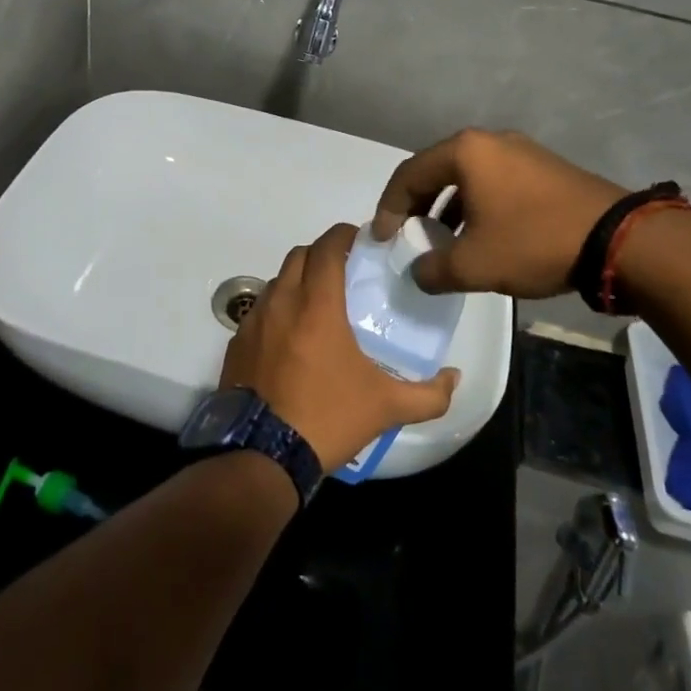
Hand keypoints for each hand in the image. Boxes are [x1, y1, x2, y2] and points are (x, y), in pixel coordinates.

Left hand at [219, 223, 460, 470]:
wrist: (262, 456)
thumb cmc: (327, 418)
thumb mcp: (386, 408)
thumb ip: (429, 393)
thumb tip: (454, 377)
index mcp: (317, 305)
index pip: (327, 247)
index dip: (343, 235)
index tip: (360, 240)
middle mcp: (281, 302)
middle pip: (299, 255)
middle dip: (321, 254)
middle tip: (344, 271)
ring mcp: (254, 322)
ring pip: (276, 281)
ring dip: (298, 280)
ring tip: (318, 304)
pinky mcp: (236, 343)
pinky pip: (259, 310)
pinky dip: (277, 309)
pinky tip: (290, 337)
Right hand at [371, 129, 627, 298]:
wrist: (617, 239)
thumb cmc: (533, 242)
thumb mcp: (473, 265)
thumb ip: (433, 269)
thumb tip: (419, 271)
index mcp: (466, 152)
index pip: (409, 174)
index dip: (388, 208)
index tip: (382, 239)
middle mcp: (490, 141)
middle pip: (436, 170)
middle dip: (416, 205)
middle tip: (407, 235)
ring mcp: (521, 151)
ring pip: (467, 176)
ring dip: (447, 207)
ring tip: (442, 240)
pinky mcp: (544, 167)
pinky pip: (494, 181)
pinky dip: (476, 205)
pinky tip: (481, 235)